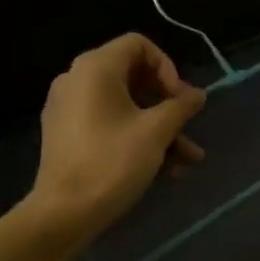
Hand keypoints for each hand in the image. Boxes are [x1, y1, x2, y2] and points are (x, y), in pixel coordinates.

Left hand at [27, 34, 206, 247]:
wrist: (61, 215)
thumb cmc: (111, 162)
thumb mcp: (156, 132)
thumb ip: (181, 106)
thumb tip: (198, 94)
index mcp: (95, 68)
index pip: (139, 45)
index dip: (167, 67)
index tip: (180, 98)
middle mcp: (77, 79)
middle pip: (133, 76)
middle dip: (167, 103)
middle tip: (188, 125)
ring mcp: (68, 108)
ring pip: (125, 105)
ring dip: (158, 127)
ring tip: (187, 159)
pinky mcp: (66, 134)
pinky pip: (108, 122)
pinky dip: (135, 136)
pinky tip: (164, 168)